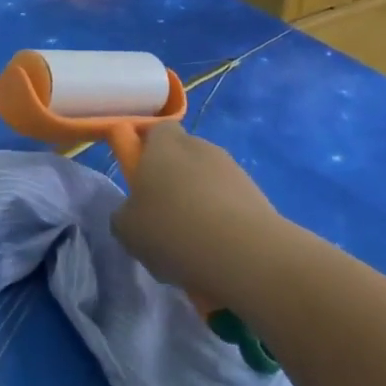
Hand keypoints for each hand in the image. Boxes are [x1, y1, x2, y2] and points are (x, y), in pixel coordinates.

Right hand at [112, 123, 282, 307]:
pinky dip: (224, 222)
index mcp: (163, 143)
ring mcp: (233, 169)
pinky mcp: (259, 196)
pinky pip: (231, 205)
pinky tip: (217, 252)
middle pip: (183, 157)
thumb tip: (136, 213)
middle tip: (163, 218)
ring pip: (208, 181)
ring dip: (200, 203)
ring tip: (193, 244)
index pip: (155, 130)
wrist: (243, 254)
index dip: (147, 151)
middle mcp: (200, 146)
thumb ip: (126, 213)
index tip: (141, 180)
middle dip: (174, 181)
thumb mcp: (126, 228)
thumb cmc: (171, 229)